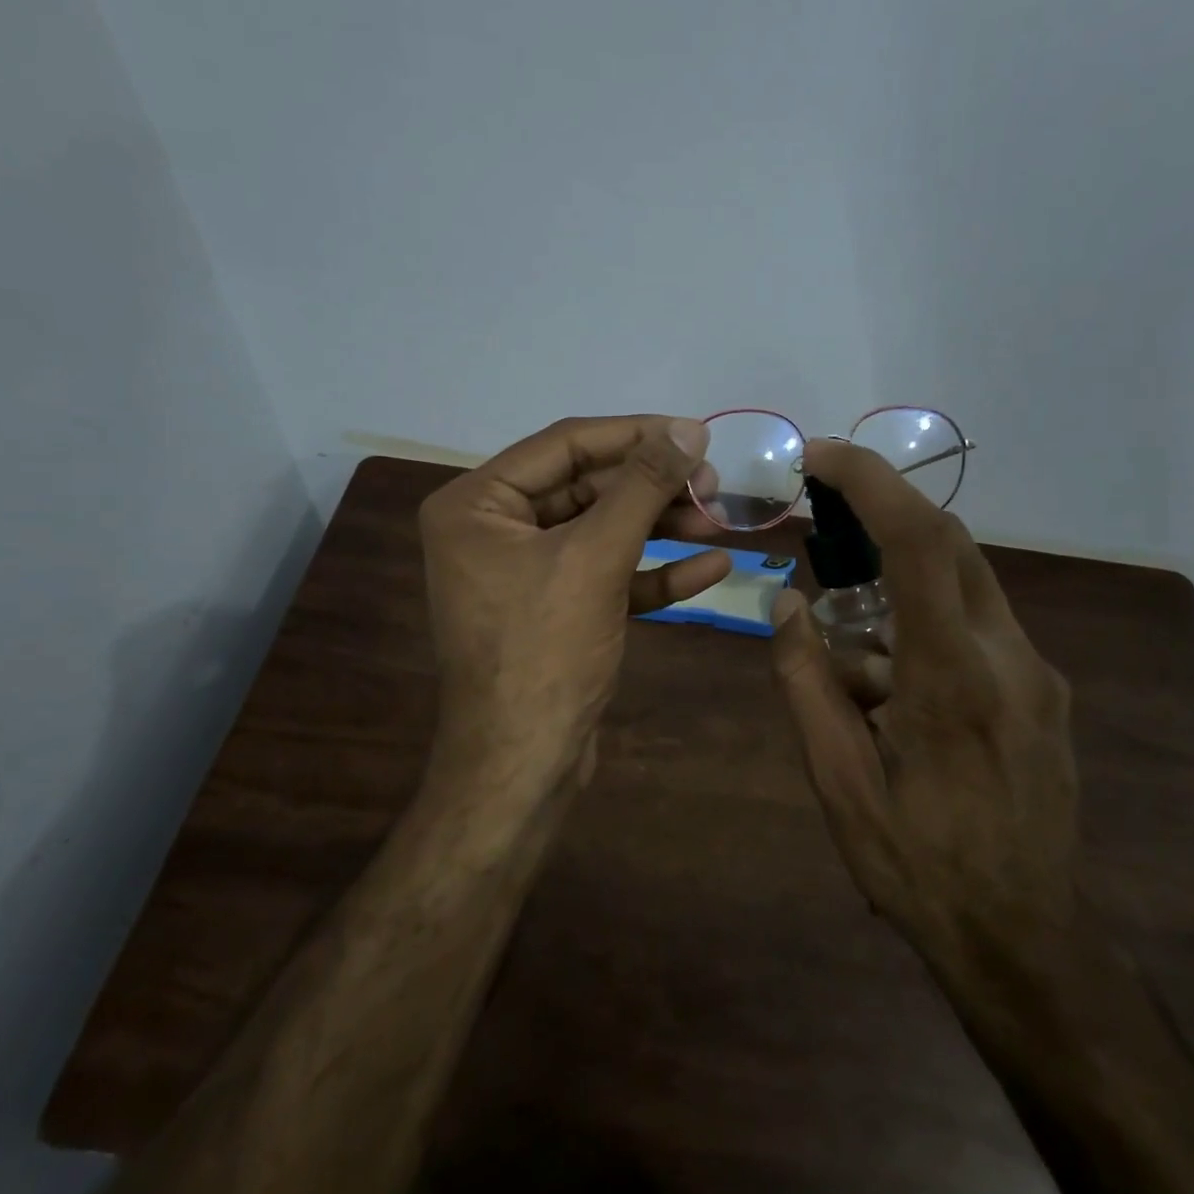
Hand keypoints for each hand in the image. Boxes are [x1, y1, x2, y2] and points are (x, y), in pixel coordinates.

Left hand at [419, 415, 731, 784]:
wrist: (524, 765)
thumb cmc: (544, 650)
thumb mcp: (595, 557)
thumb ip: (641, 486)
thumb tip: (687, 429)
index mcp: (476, 504)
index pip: (564, 446)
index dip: (634, 435)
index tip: (694, 432)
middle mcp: (492, 530)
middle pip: (585, 488)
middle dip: (651, 487)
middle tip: (712, 483)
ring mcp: (524, 574)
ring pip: (600, 532)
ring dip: (659, 526)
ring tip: (718, 517)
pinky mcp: (554, 611)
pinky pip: (605, 576)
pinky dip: (652, 572)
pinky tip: (710, 567)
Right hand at [768, 439, 1080, 969]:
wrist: (1025, 938)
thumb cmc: (917, 864)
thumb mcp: (836, 781)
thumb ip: (806, 682)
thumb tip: (786, 604)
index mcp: (952, 679)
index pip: (920, 543)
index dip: (871, 482)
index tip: (821, 456)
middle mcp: (1008, 657)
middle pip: (949, 544)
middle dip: (881, 514)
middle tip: (821, 523)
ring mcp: (1037, 672)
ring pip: (963, 582)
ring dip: (898, 582)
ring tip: (850, 647)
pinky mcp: (1043, 690)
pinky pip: (976, 625)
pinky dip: (922, 623)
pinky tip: (891, 686)